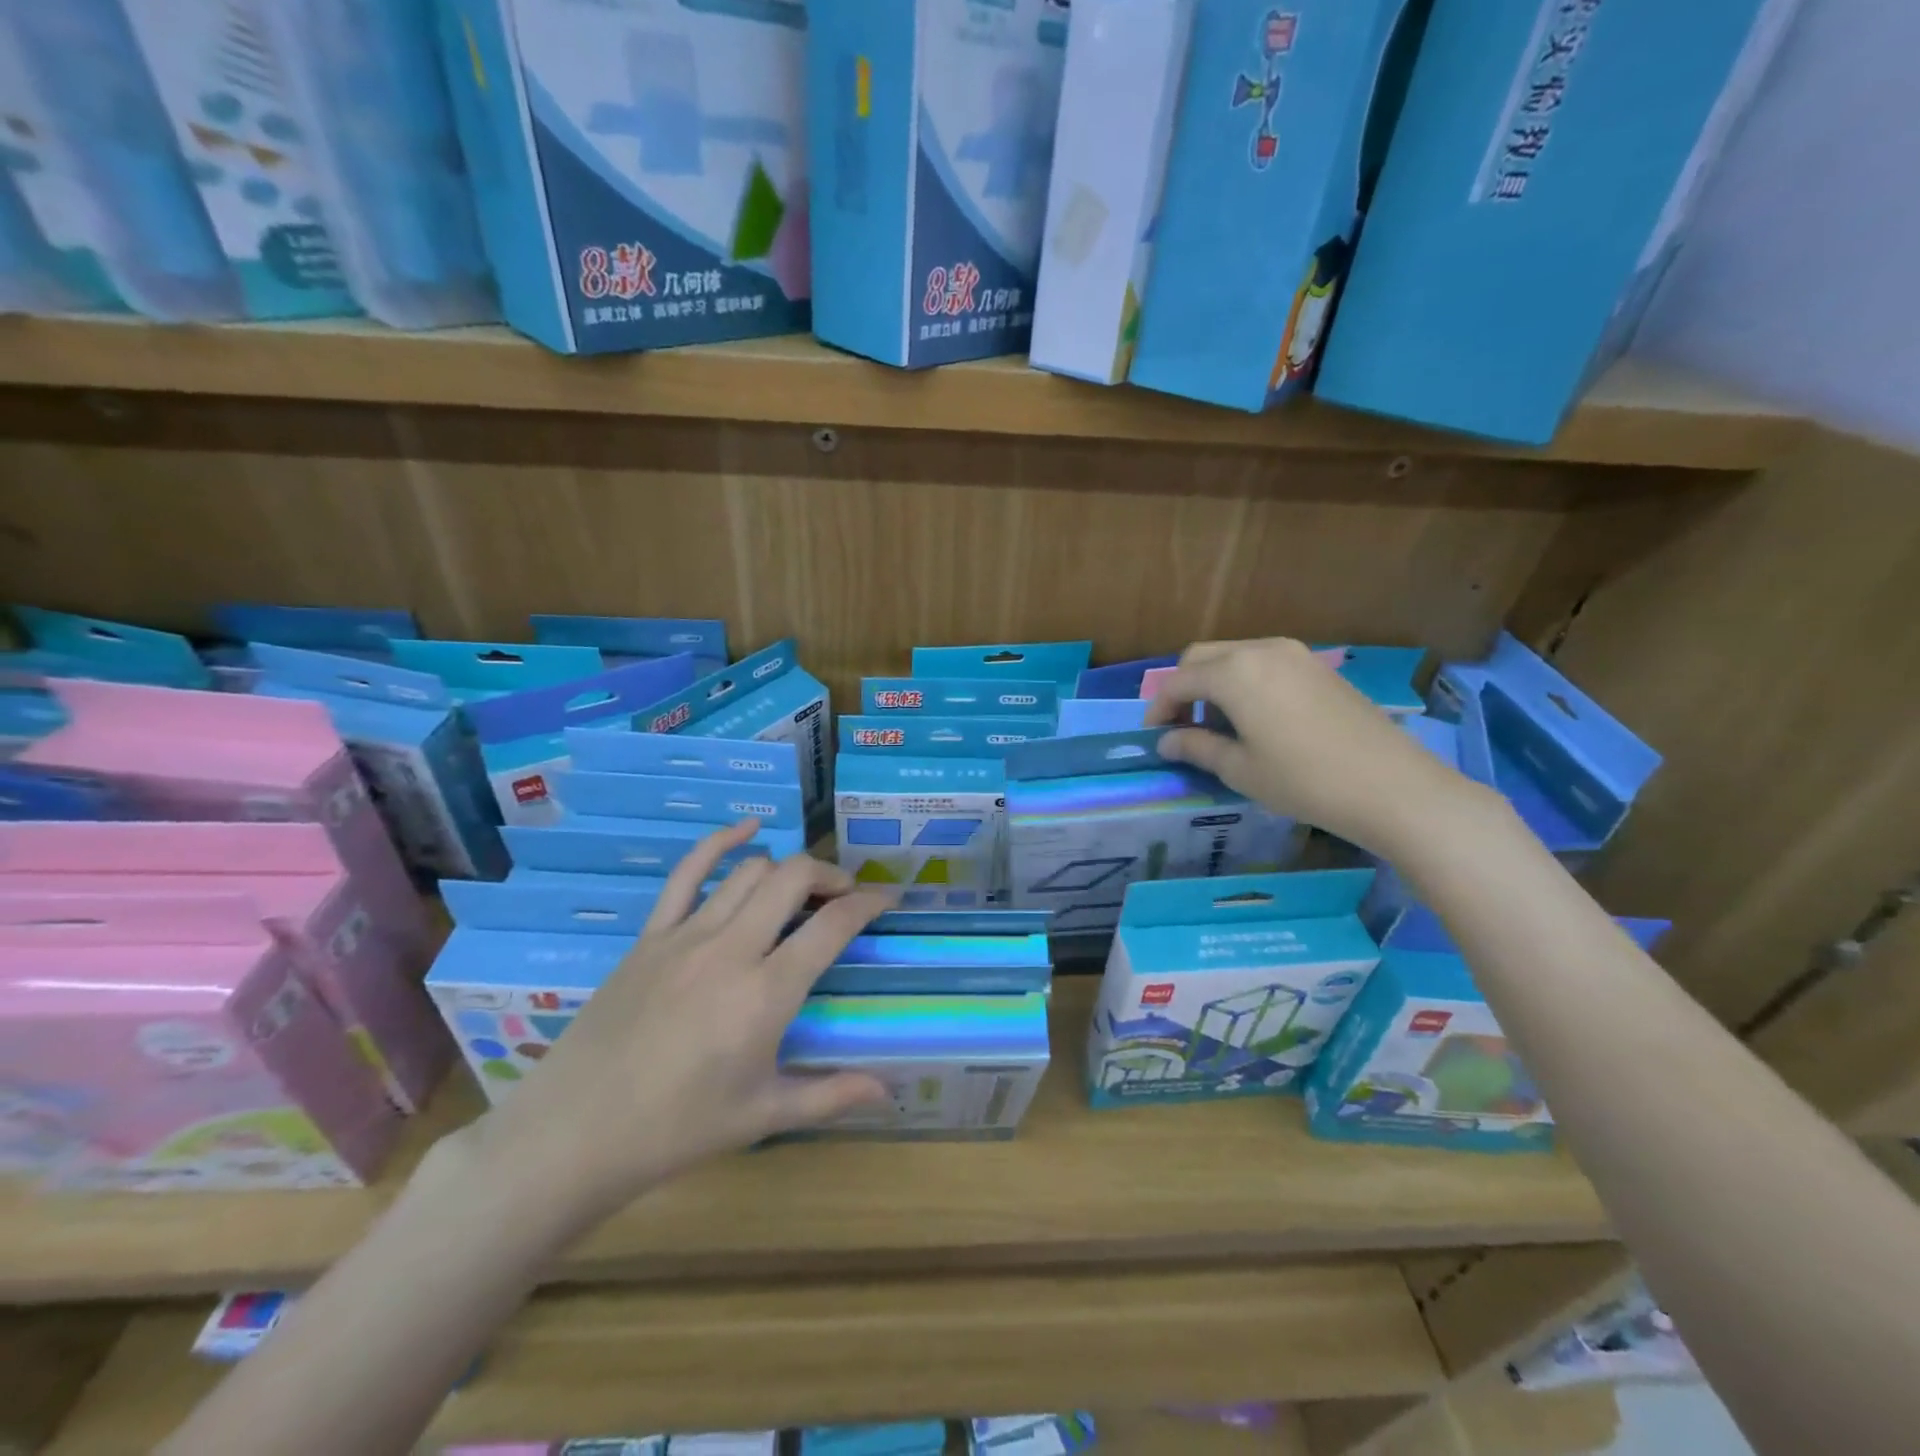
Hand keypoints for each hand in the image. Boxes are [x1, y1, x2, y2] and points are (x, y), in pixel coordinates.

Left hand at [465, 822, 891, 1226]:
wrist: (575, 1133)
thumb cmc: (677, 1129)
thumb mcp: (763, 1115)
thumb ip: (831, 1094)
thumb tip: (890, 1092)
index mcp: (766, 993)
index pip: (833, 925)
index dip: (869, 903)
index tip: (888, 898)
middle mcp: (732, 949)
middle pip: (793, 878)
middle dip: (830, 876)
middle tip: (845, 896)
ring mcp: (687, 935)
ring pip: (749, 871)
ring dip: (786, 870)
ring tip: (801, 889)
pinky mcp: (651, 934)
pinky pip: (688, 872)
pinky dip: (720, 842)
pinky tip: (746, 830)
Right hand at [1143, 638, 1479, 852]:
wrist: (1391, 785)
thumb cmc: (1303, 780)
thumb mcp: (1240, 769)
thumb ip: (1196, 747)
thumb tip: (1167, 742)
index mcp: (1234, 673)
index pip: (1178, 681)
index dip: (1159, 708)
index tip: (1154, 736)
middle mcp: (1260, 650)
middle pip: (1202, 657)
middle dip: (1183, 688)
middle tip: (1181, 727)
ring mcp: (1294, 654)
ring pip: (1234, 655)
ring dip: (1214, 683)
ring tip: (1217, 725)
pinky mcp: (1318, 667)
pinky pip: (1264, 662)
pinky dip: (1244, 682)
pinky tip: (1254, 718)